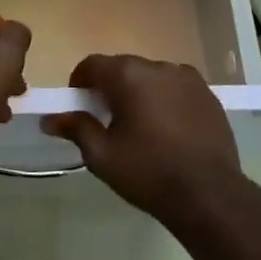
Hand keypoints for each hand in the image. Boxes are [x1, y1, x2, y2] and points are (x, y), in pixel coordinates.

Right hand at [42, 55, 243, 226]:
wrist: (210, 195)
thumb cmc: (149, 172)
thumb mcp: (102, 156)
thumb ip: (76, 129)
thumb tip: (50, 119)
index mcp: (130, 75)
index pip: (92, 64)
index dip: (79, 83)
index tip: (77, 107)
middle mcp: (159, 67)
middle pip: (123, 67)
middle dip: (109, 87)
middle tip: (105, 119)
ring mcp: (188, 78)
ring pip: (151, 76)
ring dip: (138, 91)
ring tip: (139, 125)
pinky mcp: (209, 94)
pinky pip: (175, 88)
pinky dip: (164, 99)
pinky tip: (167, 129)